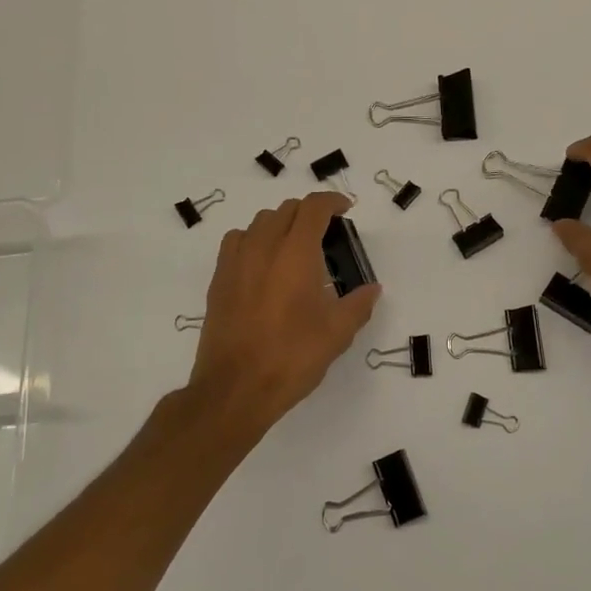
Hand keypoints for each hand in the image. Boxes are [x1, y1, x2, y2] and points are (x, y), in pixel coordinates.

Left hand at [185, 192, 380, 443]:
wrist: (235, 388)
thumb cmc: (292, 357)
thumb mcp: (337, 334)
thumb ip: (358, 304)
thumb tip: (372, 289)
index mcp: (296, 253)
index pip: (313, 208)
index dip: (332, 202)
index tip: (346, 210)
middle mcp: (263, 247)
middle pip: (286, 210)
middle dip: (309, 213)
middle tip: (327, 233)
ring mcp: (236, 262)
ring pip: (259, 222)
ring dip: (281, 224)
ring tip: (295, 247)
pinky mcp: (218, 280)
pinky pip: (237, 242)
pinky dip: (254, 240)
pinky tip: (263, 264)